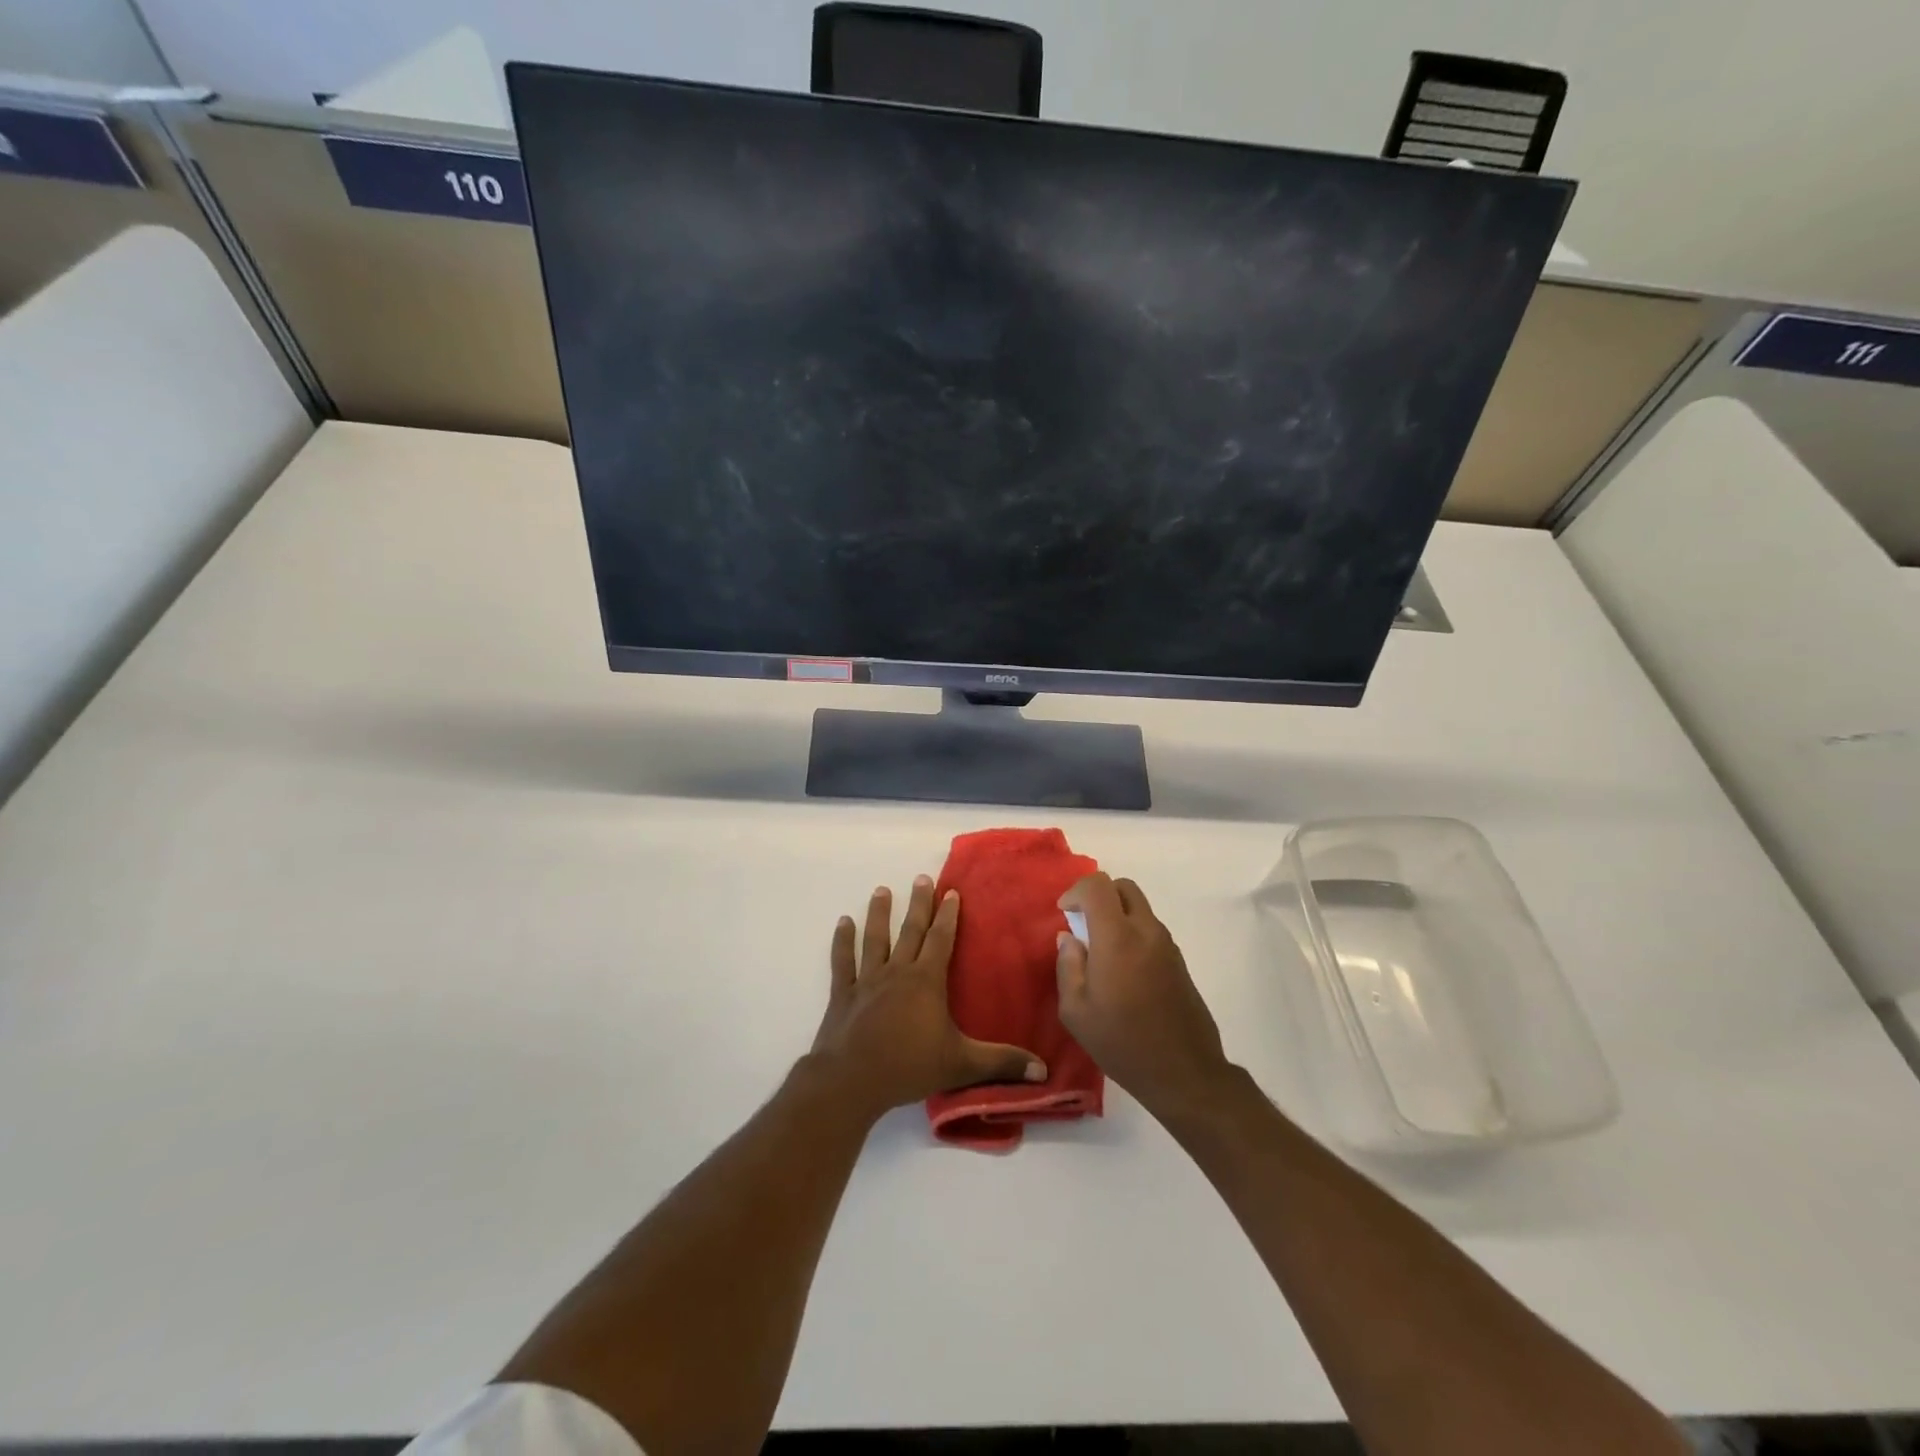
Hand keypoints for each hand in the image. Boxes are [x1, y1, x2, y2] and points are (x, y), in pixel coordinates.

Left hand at [812, 874, 1046, 1121]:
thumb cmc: (909, 1067)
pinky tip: (843, 922)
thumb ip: (1001, 1063)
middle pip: (910, 931)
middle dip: (918, 904)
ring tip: (882, 891)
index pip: (941, 939)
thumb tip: (1043, 1070)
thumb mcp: (962, 1064)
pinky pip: (843, 961)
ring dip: (879, 914)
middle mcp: (897, 971)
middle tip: (921, 878)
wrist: (851, 1080)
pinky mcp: (844, 993)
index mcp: (926, 981)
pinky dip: (843, 941)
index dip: (948, 915)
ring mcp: (867, 980)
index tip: (950, 891)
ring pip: (876, 939)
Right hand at [1056, 872, 1230, 1120]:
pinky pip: (1150, 929)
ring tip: (1100, 951)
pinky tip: (1122, 970)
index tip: (1064, 914)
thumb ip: (1068, 966)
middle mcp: (1146, 931)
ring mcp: (1167, 944)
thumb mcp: (1076, 1011)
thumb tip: (1070, 938)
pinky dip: (1132, 932)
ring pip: (1139, 907)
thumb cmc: (1122, 1043)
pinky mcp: (1179, 960)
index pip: (1097, 886)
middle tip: (1082, 924)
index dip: (1075, 891)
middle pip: (1123, 887)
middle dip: (1098, 895)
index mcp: (1117, 937)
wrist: (1184, 1073)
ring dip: (1117, 915)